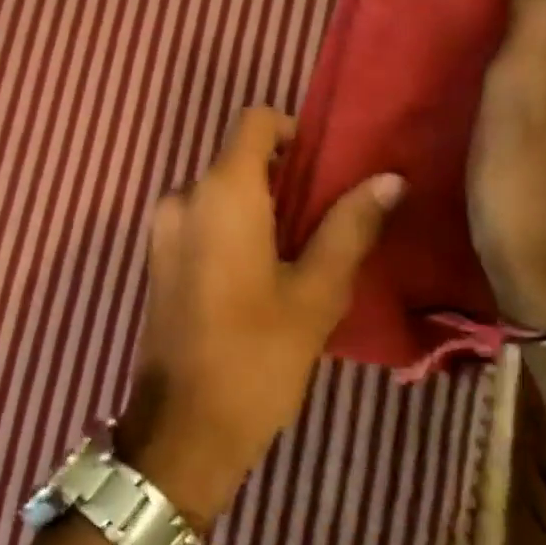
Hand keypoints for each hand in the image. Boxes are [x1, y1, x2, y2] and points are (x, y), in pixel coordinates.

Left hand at [117, 107, 402, 530]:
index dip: (292, 131)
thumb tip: (388, 179)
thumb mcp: (316, 292)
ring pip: (218, 191)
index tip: (324, 169)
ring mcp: (162, 227)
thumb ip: (349, 227)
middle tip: (328, 220)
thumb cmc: (256, 355)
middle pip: (236, 158)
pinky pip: (200, 219)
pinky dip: (232, 226)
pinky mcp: (157, 255)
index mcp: (220, 192)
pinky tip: (262, 273)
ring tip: (301, 252)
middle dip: (282, 177)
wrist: (183, 422)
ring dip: (259, 206)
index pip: (253, 122)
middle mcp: (182, 196)